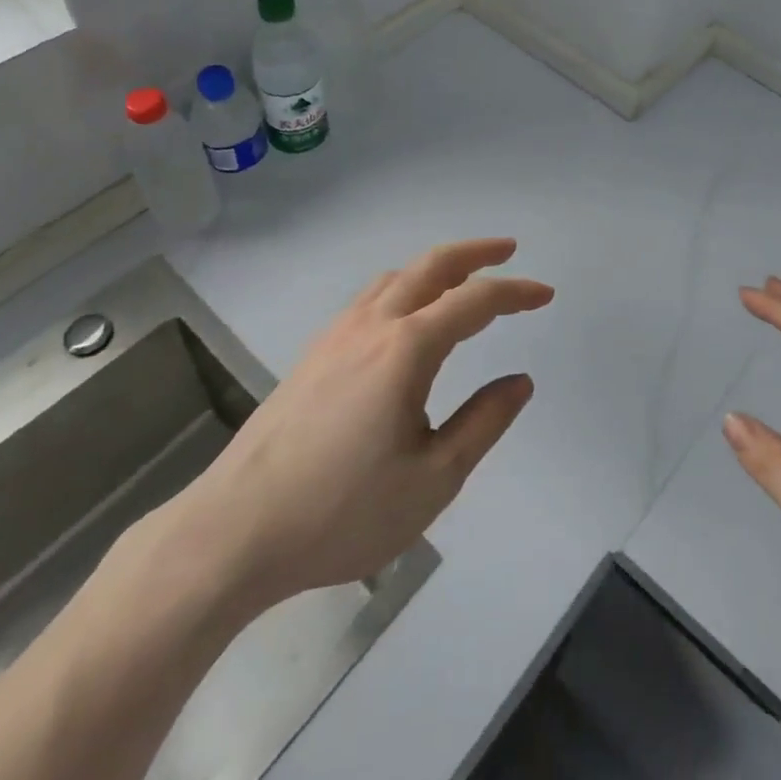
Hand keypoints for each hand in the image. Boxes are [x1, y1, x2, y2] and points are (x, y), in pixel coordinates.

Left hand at [153, 238, 552, 623]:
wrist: (235, 531)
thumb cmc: (342, 512)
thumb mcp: (432, 480)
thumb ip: (483, 423)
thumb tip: (519, 381)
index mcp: (406, 349)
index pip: (475, 301)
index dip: (516, 292)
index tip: (545, 294)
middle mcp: (372, 326)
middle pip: (431, 266)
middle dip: (475, 252)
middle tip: (508, 250)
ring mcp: (336, 335)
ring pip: (395, 277)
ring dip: (436, 266)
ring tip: (462, 277)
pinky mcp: (313, 354)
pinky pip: (370, 297)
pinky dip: (404, 285)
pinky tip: (404, 314)